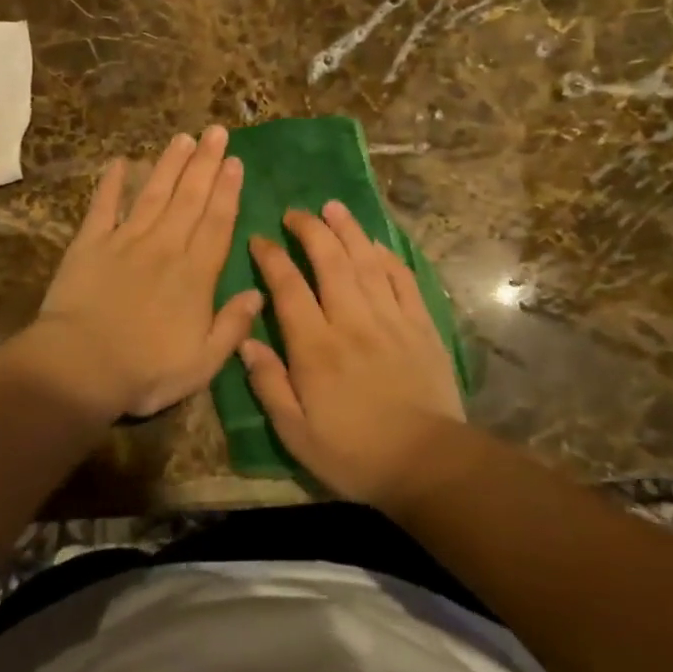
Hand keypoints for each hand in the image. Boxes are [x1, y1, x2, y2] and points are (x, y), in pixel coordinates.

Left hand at [30, 125, 264, 419]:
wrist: (81, 367)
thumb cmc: (146, 371)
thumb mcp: (203, 363)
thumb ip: (232, 325)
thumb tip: (258, 292)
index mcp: (195, 274)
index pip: (217, 223)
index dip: (228, 191)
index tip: (235, 162)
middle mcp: (165, 246)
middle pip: (190, 197)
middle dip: (206, 163)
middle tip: (216, 132)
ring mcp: (126, 240)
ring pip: (154, 193)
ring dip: (170, 164)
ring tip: (183, 138)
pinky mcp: (90, 243)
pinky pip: (104, 206)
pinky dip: (111, 183)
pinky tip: (119, 162)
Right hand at [239, 201, 465, 506]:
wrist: (427, 464)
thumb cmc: (353, 453)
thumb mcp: (295, 432)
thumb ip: (268, 383)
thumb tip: (244, 341)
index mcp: (316, 346)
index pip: (288, 287)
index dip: (271, 258)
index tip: (258, 239)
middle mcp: (351, 321)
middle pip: (330, 261)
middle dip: (310, 230)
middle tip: (295, 213)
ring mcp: (390, 319)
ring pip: (366, 261)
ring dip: (348, 230)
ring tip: (333, 207)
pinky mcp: (421, 325)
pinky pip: (403, 279)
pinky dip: (388, 256)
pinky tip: (376, 243)